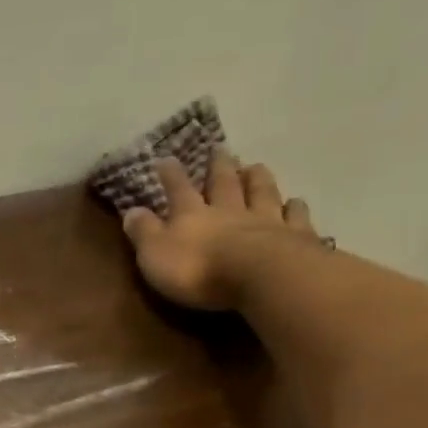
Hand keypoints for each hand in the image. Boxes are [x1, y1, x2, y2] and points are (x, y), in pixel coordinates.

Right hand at [121, 149, 322, 311]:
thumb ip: (144, 232)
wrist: (260, 278)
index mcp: (193, 215)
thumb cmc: (198, 269)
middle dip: (219, 166)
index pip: (178, 189)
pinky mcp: (295, 237)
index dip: (171, 175)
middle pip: (224, 183)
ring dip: (257, 178)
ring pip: (260, 193)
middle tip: (220, 149)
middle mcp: (229, 210)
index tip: (166, 159)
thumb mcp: (155, 254)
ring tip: (255, 165)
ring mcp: (265, 221)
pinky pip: (295, 217)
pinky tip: (296, 201)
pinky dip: (295, 207)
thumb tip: (131, 211)